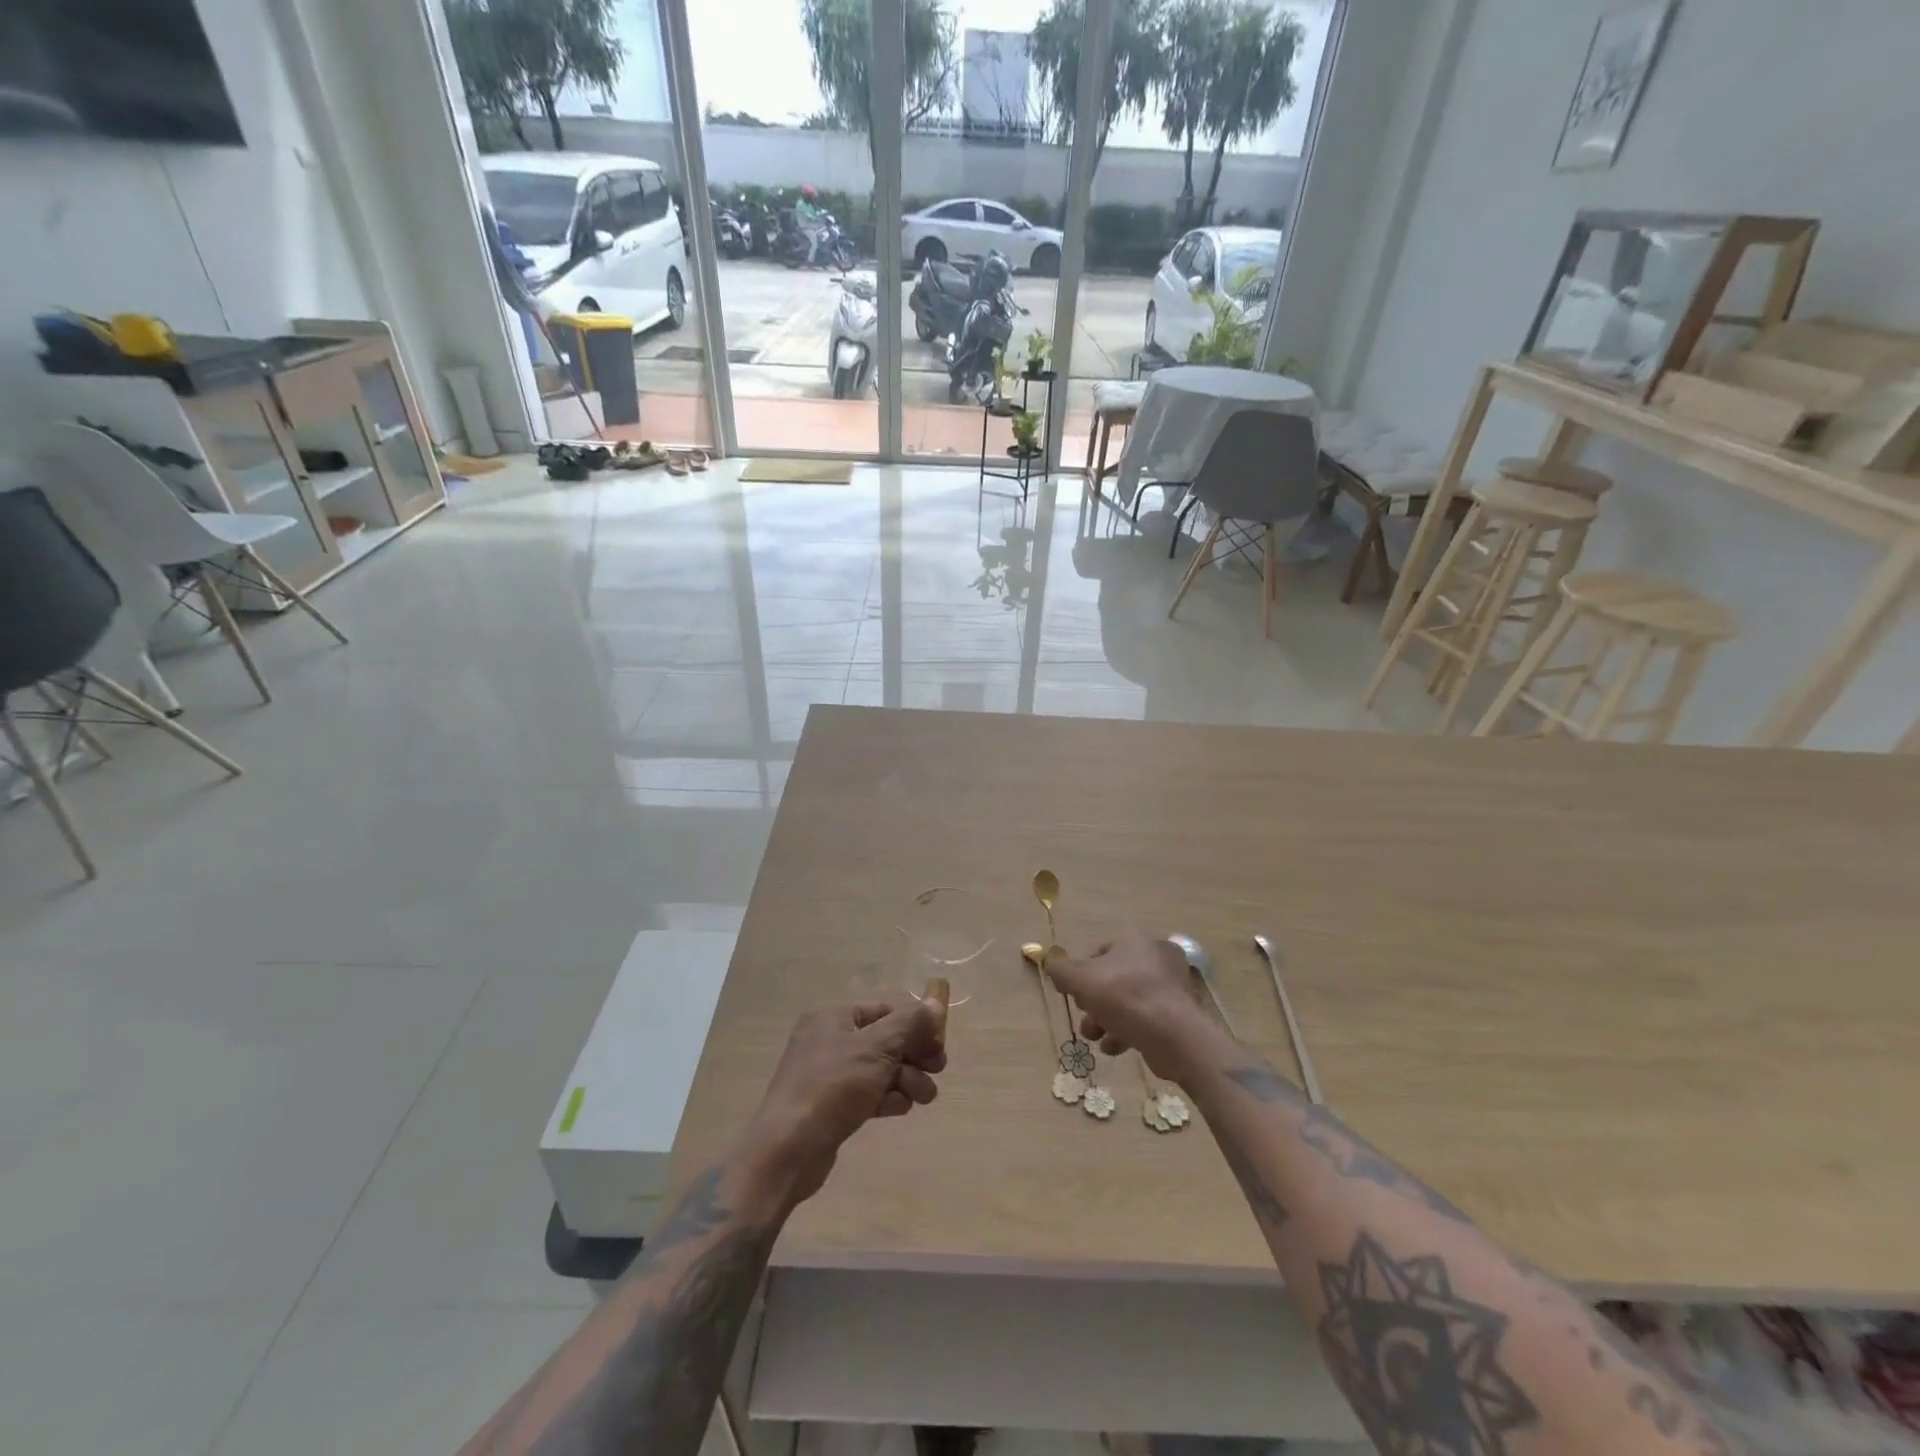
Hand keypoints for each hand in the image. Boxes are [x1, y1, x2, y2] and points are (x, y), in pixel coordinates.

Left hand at [740, 997, 947, 1205]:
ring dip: (906, 1079)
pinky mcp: (830, 1106)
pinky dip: (887, 1098)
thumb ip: (909, 1024)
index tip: (939, 1045)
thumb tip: (935, 1003)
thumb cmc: (832, 1087)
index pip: (885, 1010)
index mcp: (834, 1017)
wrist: (787, 1150)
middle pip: (884, 1039)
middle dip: (914, 1055)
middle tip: (938, 1070)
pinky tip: (900, 1109)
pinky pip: (867, 1093)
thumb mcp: (876, 1048)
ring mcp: (828, 1074)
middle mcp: (829, 1039)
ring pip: (879, 1069)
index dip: (915, 1024)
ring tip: (923, 1097)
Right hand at [1046, 934, 1213, 1081]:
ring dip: (1107, 1019)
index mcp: (1136, 941)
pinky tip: (1114, 1047)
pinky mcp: (1179, 1015)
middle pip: (1115, 978)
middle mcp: (1157, 958)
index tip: (1075, 994)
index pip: (1102, 952)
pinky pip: (1146, 1019)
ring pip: (1129, 1001)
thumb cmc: (1124, 997)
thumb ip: (1062, 971)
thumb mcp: (1081, 980)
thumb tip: (1051, 965)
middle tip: (1086, 1018)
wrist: (1173, 1036)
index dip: (1083, 973)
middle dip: (1095, 1002)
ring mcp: (1172, 987)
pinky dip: (1128, 1031)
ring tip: (1096, 1038)